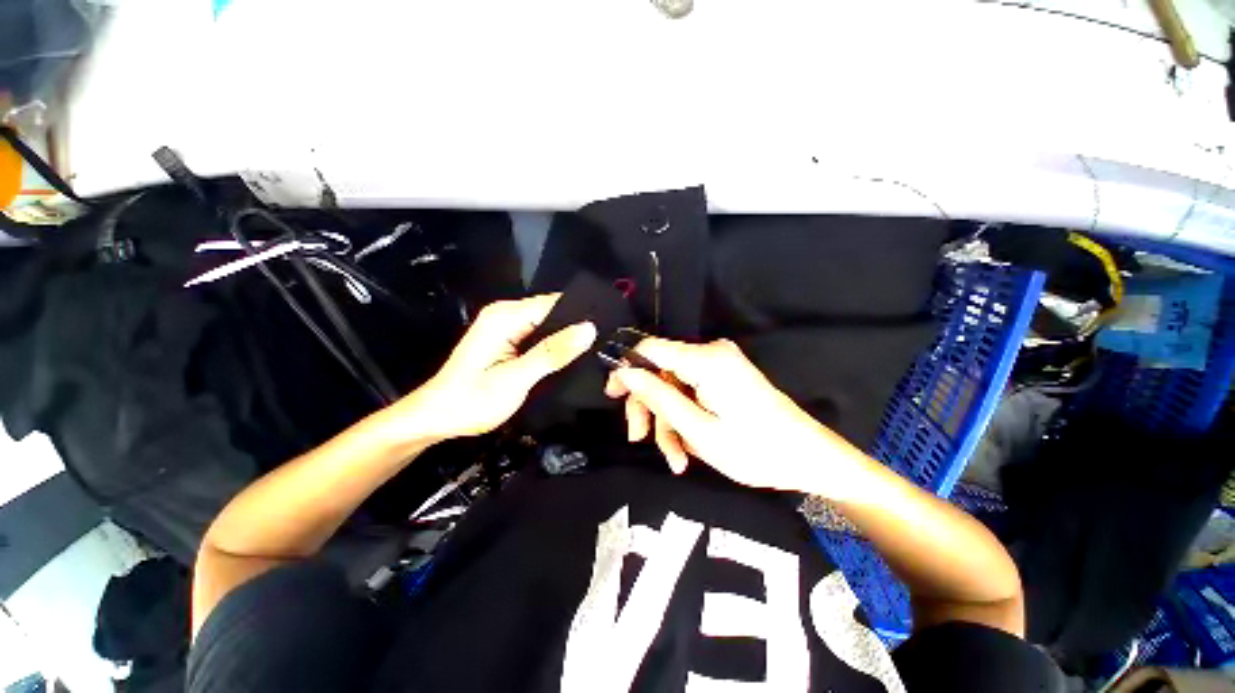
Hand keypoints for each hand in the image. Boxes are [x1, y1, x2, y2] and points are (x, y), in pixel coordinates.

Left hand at [386, 294, 595, 442]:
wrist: (437, 418)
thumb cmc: (472, 400)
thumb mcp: (516, 379)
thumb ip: (552, 353)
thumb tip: (589, 329)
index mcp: (505, 317)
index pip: (554, 303)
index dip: (581, 314)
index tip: (608, 330)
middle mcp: (506, 315)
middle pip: (552, 312)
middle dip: (577, 327)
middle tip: (604, 345)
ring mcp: (507, 327)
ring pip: (549, 325)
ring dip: (567, 338)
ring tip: (595, 352)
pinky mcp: (509, 341)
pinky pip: (540, 336)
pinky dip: (555, 346)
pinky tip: (571, 358)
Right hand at [605, 337, 869, 497]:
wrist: (808, 457)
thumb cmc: (756, 450)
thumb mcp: (698, 429)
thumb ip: (658, 397)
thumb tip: (625, 372)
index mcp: (706, 360)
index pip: (649, 348)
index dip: (626, 368)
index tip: (612, 396)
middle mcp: (711, 353)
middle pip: (659, 370)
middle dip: (648, 405)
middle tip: (641, 439)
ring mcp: (719, 364)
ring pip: (673, 386)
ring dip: (667, 421)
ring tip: (675, 458)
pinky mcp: (723, 377)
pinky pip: (690, 391)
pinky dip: (684, 418)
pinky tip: (686, 448)